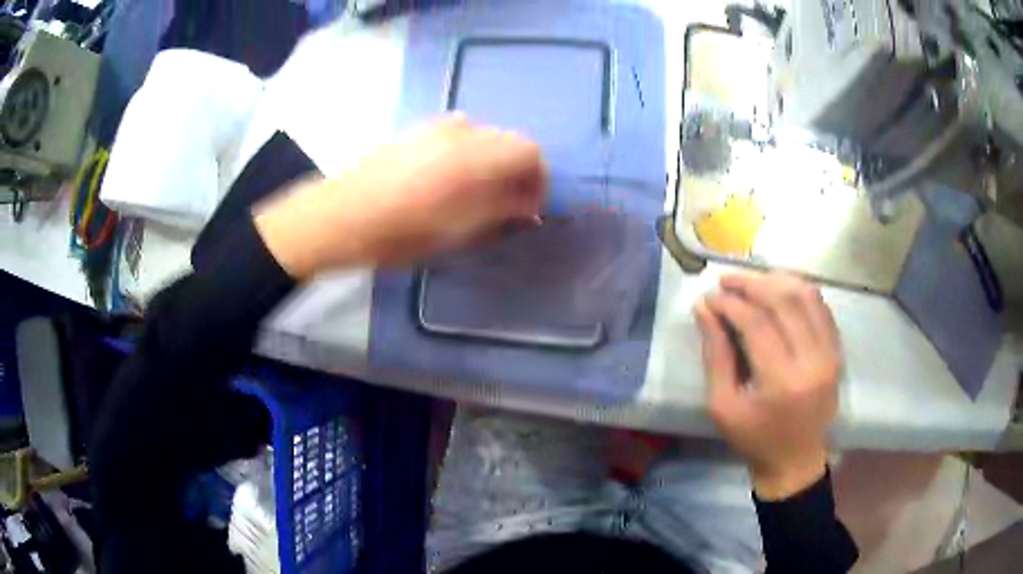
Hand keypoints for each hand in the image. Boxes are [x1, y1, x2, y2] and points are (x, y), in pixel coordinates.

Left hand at [254, 115, 545, 278]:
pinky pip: (457, 136)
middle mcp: (462, 131)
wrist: (341, 215)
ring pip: (483, 137)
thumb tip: (528, 205)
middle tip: (506, 204)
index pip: (530, 152)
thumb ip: (501, 212)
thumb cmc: (402, 231)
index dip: (537, 179)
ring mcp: (436, 127)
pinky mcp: (416, 131)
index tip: (528, 207)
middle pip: (509, 140)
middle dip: (516, 171)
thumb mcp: (459, 231)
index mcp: (478, 155)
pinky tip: (447, 180)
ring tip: (476, 193)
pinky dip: (467, 154)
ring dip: (491, 161)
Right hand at [694, 272, 841, 499]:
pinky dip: (799, 291)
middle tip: (726, 280)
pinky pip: (821, 307)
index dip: (730, 304)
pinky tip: (779, 290)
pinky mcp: (837, 352)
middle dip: (751, 284)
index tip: (709, 297)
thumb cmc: (754, 439)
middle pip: (784, 302)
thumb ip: (715, 355)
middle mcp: (812, 361)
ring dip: (776, 281)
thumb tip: (705, 309)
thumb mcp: (723, 405)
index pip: (757, 324)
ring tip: (751, 281)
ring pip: (806, 296)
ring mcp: (830, 354)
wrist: (795, 460)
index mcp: (782, 382)